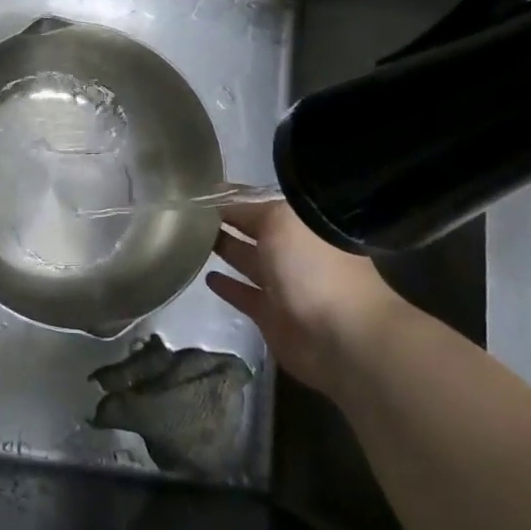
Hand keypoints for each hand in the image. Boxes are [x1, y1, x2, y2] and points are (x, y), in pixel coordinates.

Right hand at [206, 202, 409, 394]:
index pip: (261, 205)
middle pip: (255, 233)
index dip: (234, 198)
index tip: (201, 192)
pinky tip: (207, 276)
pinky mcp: (271, 315)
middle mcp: (295, 252)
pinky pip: (244, 295)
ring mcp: (284, 285)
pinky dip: (227, 287)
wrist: (340, 337)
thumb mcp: (282, 221)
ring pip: (248, 262)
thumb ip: (251, 210)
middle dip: (229, 222)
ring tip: (192, 239)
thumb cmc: (314, 268)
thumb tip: (223, 205)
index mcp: (303, 225)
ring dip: (226, 250)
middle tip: (190, 213)